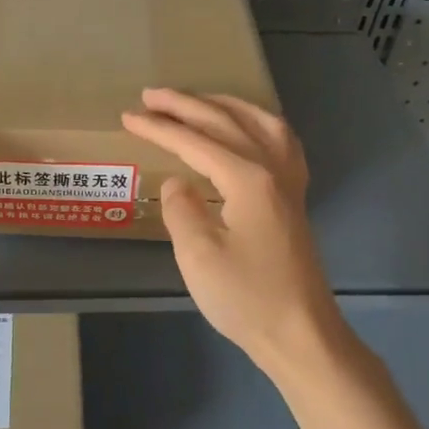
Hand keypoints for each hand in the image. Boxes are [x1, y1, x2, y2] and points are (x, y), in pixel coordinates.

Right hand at [120, 89, 345, 375]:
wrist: (300, 333)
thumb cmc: (246, 298)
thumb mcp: (199, 256)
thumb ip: (181, 209)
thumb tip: (177, 182)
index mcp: (248, 179)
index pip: (194, 142)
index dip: (159, 128)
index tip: (127, 116)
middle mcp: (273, 168)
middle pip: (225, 122)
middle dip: (185, 105)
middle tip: (150, 95)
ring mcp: (289, 181)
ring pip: (260, 122)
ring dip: (225, 105)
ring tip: (197, 100)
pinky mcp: (295, 197)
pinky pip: (280, 141)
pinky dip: (258, 123)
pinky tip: (248, 129)